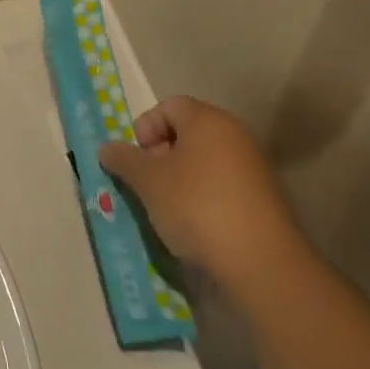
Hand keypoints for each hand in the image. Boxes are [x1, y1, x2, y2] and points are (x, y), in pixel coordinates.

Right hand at [98, 98, 301, 289]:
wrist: (260, 262)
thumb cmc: (196, 207)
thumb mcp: (148, 182)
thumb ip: (124, 160)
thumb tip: (107, 148)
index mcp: (208, 121)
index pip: (169, 106)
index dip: (146, 127)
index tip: (138, 159)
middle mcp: (235, 135)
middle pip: (187, 132)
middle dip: (160, 154)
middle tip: (148, 184)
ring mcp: (253, 167)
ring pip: (203, 160)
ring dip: (179, 178)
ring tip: (166, 207)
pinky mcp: (262, 197)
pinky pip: (222, 184)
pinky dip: (202, 196)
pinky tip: (194, 224)